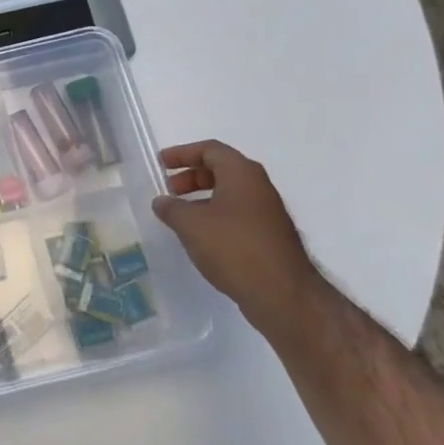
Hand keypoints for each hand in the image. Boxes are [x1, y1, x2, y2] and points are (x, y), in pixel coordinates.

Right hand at [152, 140, 323, 338]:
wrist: (283, 294)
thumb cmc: (233, 248)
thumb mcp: (191, 225)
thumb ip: (171, 208)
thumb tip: (161, 201)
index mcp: (242, 174)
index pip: (210, 150)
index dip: (183, 153)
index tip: (161, 164)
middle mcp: (258, 187)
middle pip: (221, 169)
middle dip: (192, 176)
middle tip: (169, 189)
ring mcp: (267, 213)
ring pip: (230, 194)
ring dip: (202, 198)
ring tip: (180, 215)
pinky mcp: (269, 237)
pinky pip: (237, 214)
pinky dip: (215, 216)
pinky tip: (200, 237)